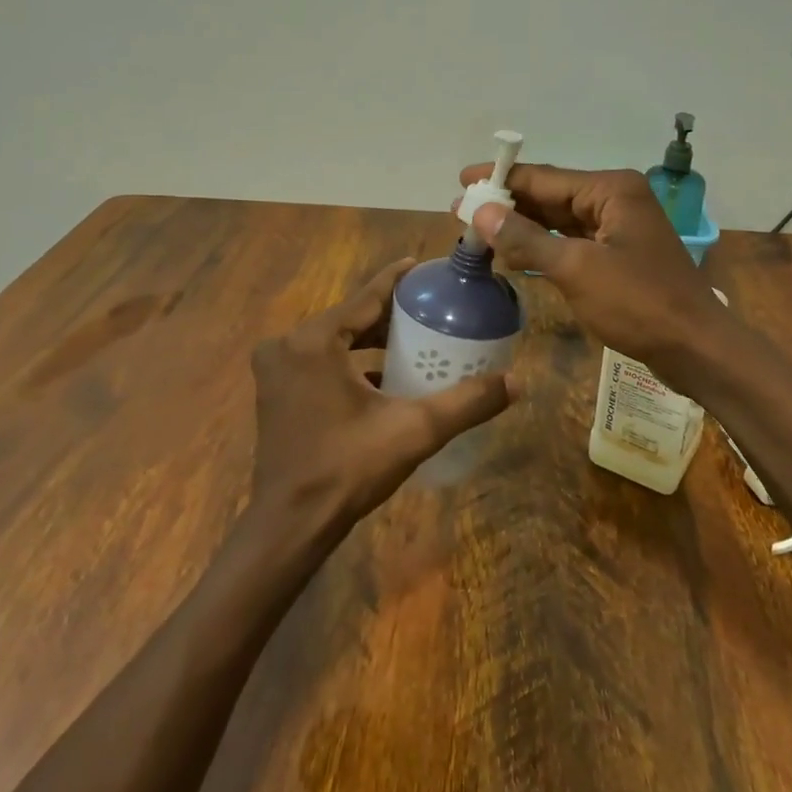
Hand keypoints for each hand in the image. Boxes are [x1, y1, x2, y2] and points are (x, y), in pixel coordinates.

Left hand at [250, 261, 515, 541]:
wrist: (290, 526)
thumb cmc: (348, 469)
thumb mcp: (414, 431)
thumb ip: (466, 403)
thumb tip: (517, 381)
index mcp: (314, 341)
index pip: (365, 297)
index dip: (397, 281)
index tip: (421, 266)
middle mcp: (288, 346)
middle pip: (349, 317)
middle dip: (388, 314)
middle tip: (428, 309)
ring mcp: (276, 370)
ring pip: (334, 340)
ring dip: (369, 340)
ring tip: (412, 338)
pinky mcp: (275, 392)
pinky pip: (319, 362)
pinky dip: (349, 363)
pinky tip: (382, 376)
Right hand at [459, 162, 728, 381]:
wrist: (696, 348)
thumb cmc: (639, 303)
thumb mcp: (576, 269)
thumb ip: (526, 238)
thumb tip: (481, 212)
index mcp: (611, 190)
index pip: (544, 177)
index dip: (501, 179)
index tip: (462, 180)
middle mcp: (615, 200)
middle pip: (551, 195)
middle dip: (508, 204)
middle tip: (461, 211)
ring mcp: (619, 228)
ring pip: (559, 220)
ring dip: (522, 226)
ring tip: (479, 231)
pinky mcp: (618, 256)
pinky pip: (572, 242)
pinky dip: (543, 247)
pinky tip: (514, 253)